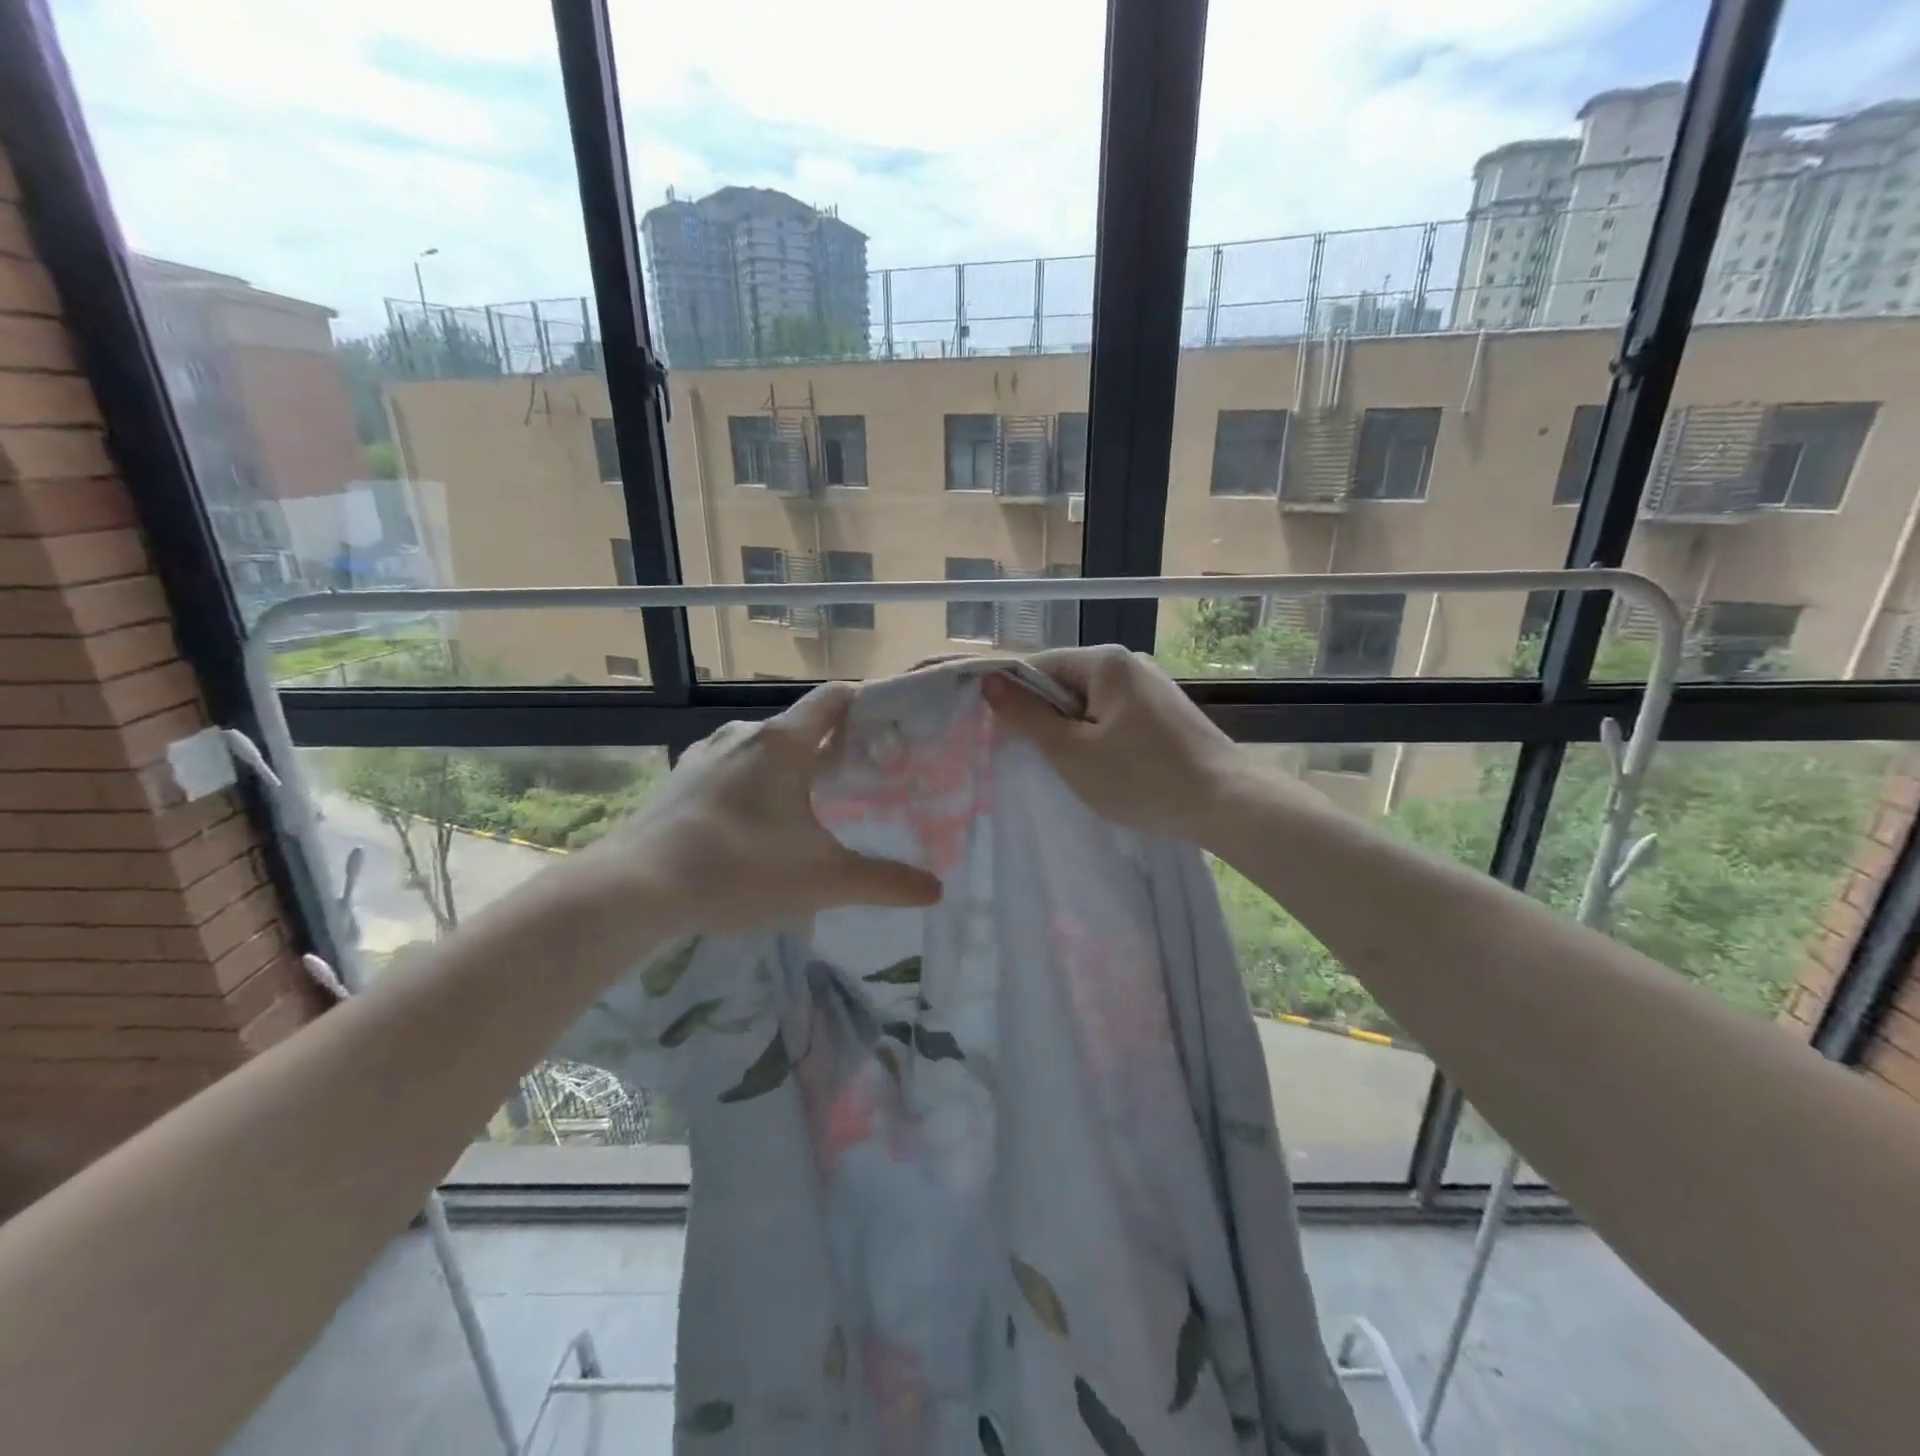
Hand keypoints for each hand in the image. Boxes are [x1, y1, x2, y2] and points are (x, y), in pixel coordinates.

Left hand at [573, 683, 941, 935]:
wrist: (636, 889)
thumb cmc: (740, 870)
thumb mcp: (824, 880)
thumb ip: (884, 882)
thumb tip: (936, 890)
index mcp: (784, 743)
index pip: (834, 697)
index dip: (866, 702)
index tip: (890, 725)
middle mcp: (744, 735)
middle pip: (801, 725)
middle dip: (832, 745)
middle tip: (860, 777)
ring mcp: (704, 754)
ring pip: (763, 748)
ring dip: (789, 766)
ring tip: (809, 804)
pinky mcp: (678, 780)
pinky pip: (729, 768)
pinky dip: (752, 783)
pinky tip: (753, 824)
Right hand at [982, 646, 1244, 840]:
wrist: (1224, 802)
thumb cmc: (1140, 776)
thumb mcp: (1071, 751)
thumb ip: (1027, 716)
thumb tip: (989, 681)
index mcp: (1104, 662)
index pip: (1038, 666)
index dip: (1013, 696)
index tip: (998, 731)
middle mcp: (1128, 664)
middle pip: (1064, 683)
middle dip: (1045, 717)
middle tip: (1034, 756)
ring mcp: (1150, 687)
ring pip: (1089, 704)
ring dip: (1072, 731)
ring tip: (1069, 767)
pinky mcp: (1164, 712)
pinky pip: (1114, 716)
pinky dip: (1099, 737)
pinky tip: (1103, 767)